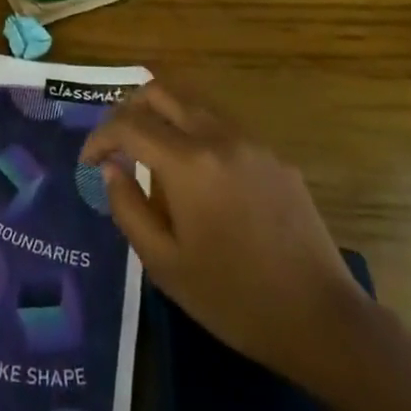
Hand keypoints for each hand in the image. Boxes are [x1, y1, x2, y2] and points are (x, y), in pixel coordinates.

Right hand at [81, 82, 375, 398]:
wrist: (321, 319)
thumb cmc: (233, 298)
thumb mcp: (164, 264)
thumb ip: (127, 207)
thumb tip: (109, 168)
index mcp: (188, 162)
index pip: (128, 124)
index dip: (99, 138)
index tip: (88, 162)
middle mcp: (219, 136)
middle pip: (161, 92)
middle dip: (129, 110)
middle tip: (117, 146)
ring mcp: (252, 142)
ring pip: (194, 103)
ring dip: (164, 117)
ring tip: (152, 158)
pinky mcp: (276, 157)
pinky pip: (223, 127)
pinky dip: (196, 135)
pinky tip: (199, 179)